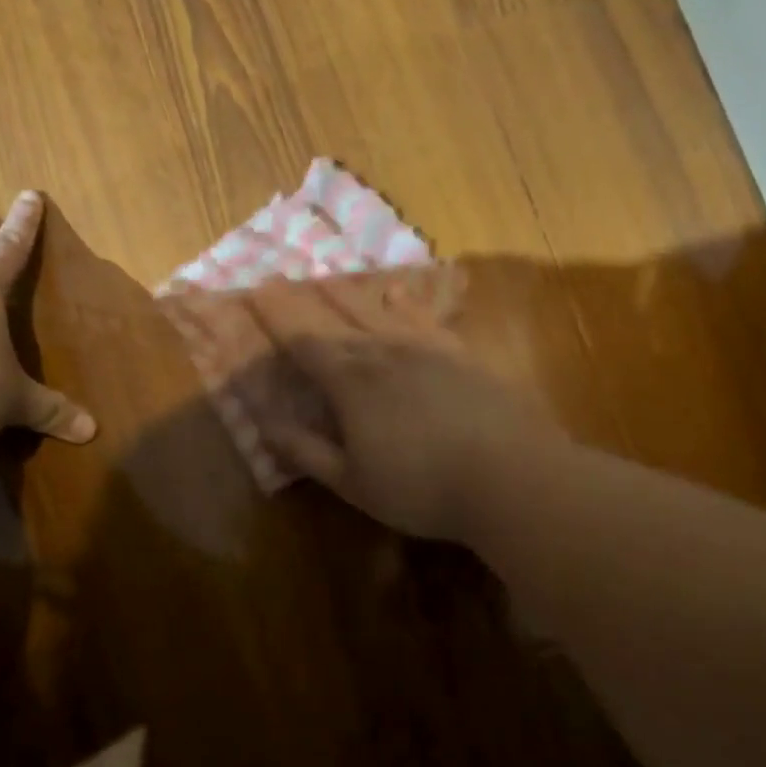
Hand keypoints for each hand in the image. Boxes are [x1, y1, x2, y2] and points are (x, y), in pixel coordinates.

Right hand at [249, 276, 563, 540]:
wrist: (510, 476)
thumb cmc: (422, 488)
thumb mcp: (353, 482)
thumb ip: (306, 451)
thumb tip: (263, 424)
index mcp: (352, 383)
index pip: (304, 342)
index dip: (277, 318)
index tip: (255, 292)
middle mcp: (384, 353)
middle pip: (336, 320)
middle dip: (304, 301)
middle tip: (280, 278)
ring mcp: (426, 349)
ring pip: (377, 313)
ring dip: (348, 295)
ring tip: (328, 277)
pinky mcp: (460, 355)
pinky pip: (425, 320)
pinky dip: (407, 304)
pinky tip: (397, 294)